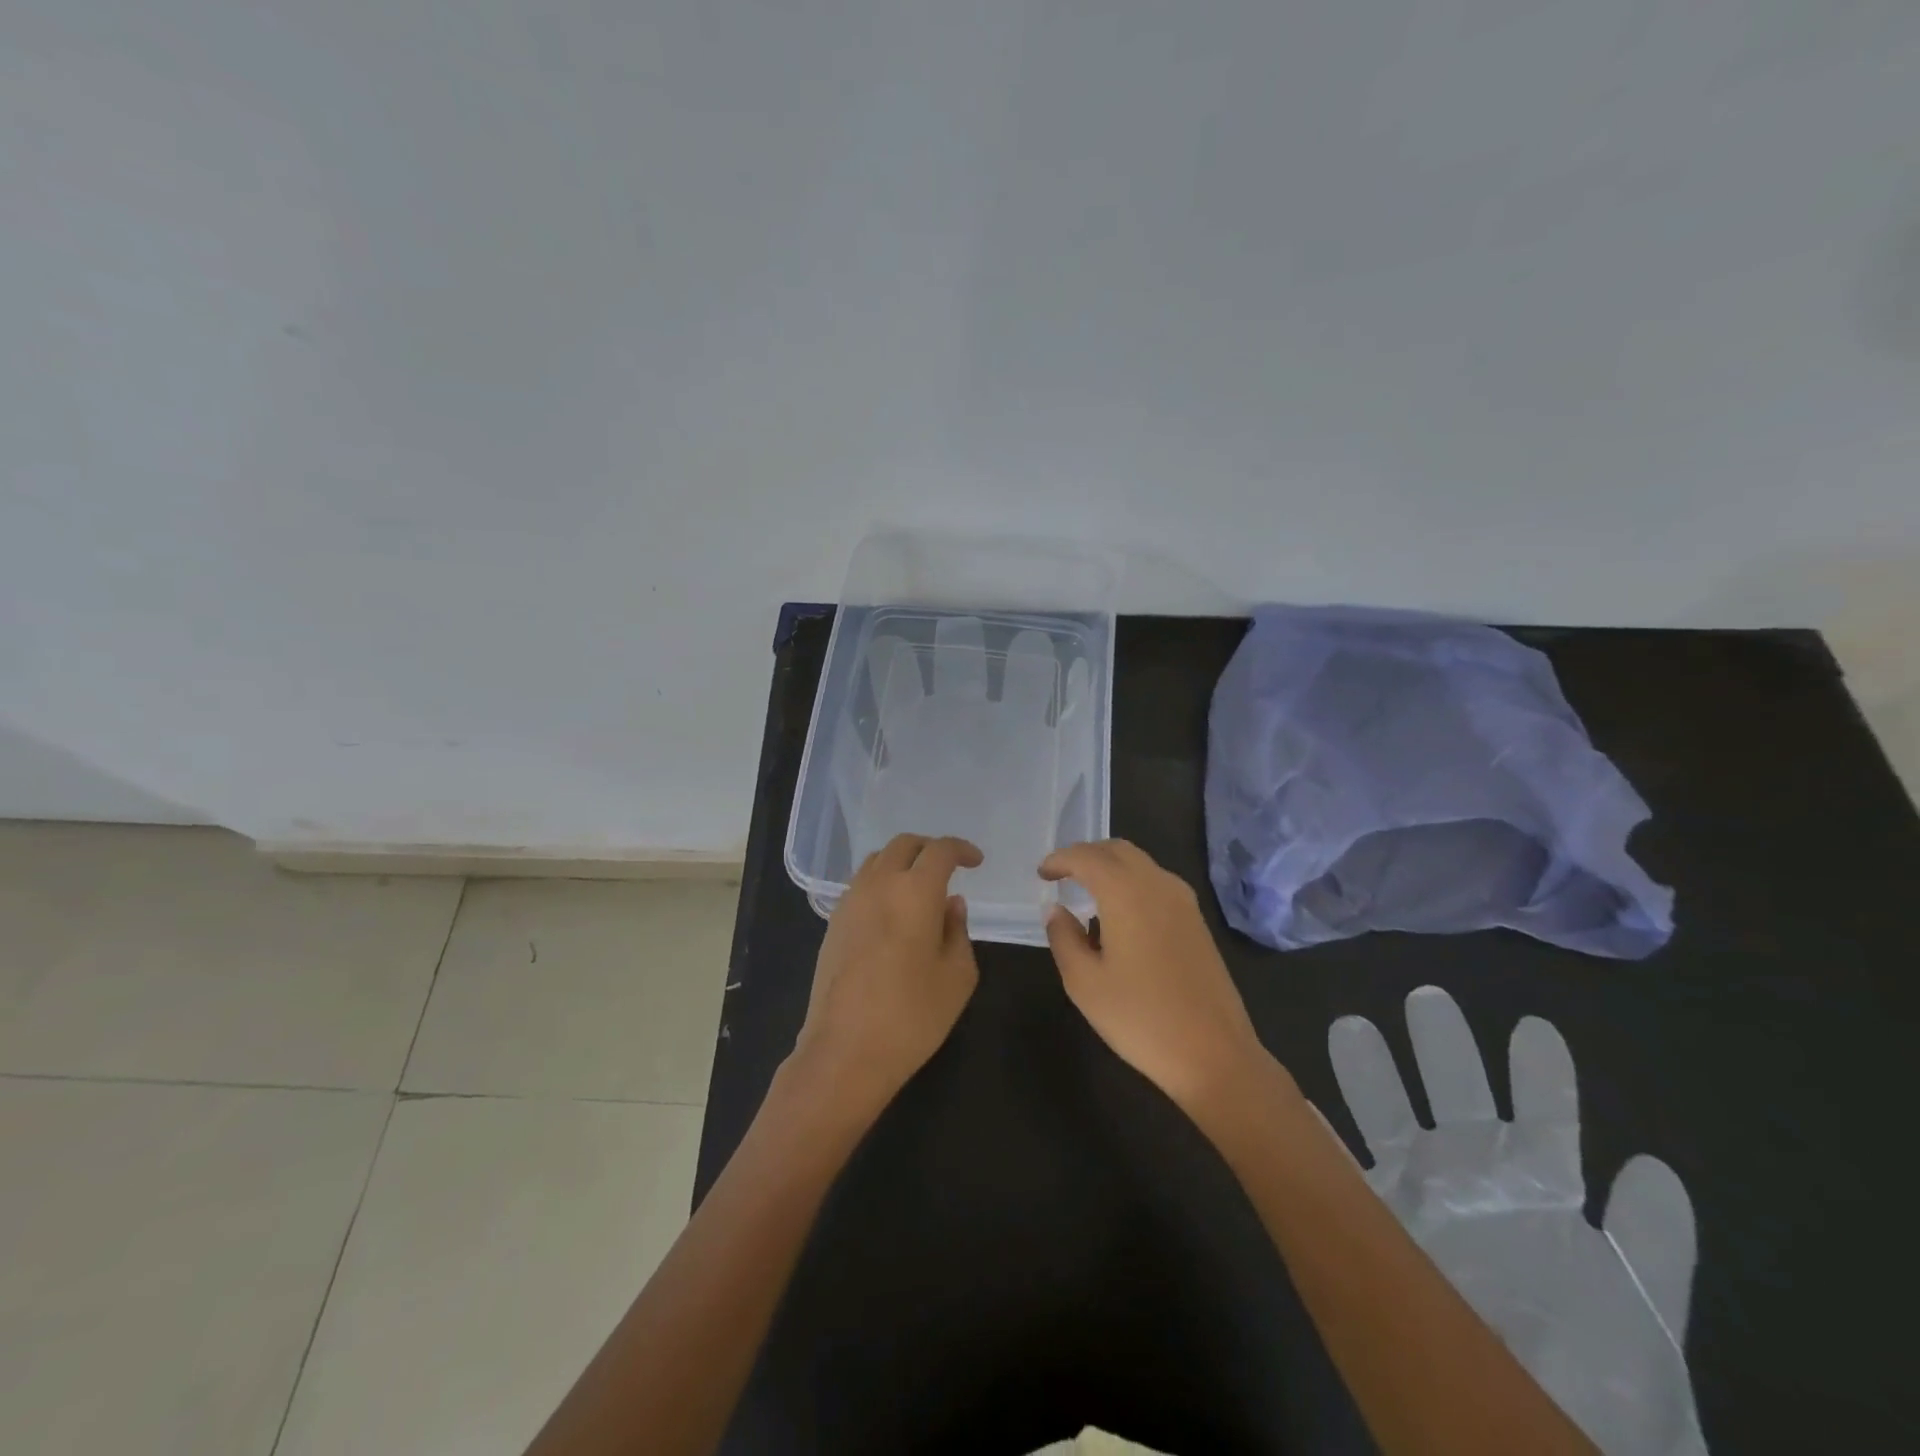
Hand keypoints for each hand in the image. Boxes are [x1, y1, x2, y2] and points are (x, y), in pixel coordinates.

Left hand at [792, 834, 982, 1117]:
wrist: (844, 1051)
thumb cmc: (912, 1016)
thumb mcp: (957, 976)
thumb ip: (958, 930)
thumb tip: (951, 904)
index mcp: (915, 891)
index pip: (940, 850)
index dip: (961, 849)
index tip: (975, 861)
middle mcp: (879, 884)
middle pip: (903, 845)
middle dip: (929, 849)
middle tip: (948, 867)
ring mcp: (850, 901)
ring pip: (877, 860)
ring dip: (902, 863)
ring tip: (919, 888)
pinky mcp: (833, 922)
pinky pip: (861, 884)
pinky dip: (881, 883)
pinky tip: (893, 912)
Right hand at [1040, 839, 1268, 1116]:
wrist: (1214, 1054)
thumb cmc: (1140, 1018)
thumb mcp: (1084, 982)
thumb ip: (1063, 937)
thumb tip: (1056, 910)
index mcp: (1126, 892)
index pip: (1087, 857)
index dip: (1060, 860)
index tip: (1041, 874)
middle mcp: (1157, 884)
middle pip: (1117, 850)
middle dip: (1086, 855)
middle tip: (1062, 875)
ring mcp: (1184, 902)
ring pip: (1141, 864)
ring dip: (1111, 867)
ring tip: (1087, 893)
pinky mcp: (1197, 922)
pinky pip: (1157, 883)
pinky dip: (1131, 883)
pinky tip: (1119, 916)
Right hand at [1330, 988, 1704, 1454]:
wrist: (1527, 1424)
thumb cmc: (1593, 1382)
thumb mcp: (1636, 1317)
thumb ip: (1650, 1247)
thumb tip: (1648, 1165)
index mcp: (1534, 1194)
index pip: (1536, 1121)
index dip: (1536, 1075)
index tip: (1530, 1027)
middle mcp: (1472, 1181)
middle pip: (1454, 1097)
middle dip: (1442, 1047)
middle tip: (1424, 997)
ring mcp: (1418, 1196)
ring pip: (1392, 1117)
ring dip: (1373, 1072)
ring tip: (1355, 1027)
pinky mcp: (1379, 1223)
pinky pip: (1342, 1172)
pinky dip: (1320, 1138)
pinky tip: (1302, 1108)